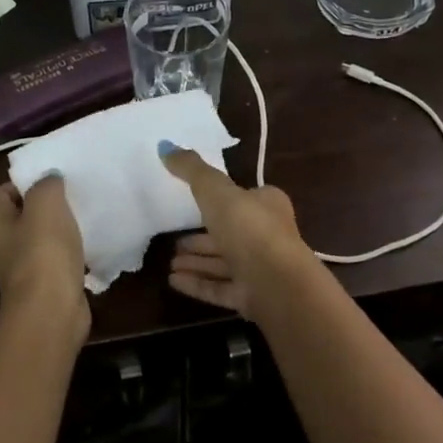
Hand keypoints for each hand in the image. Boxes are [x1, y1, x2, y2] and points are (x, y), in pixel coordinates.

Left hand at [0, 176, 88, 343]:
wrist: (52, 310)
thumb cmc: (43, 251)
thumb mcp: (46, 203)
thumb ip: (46, 183)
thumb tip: (49, 177)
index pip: (2, 191)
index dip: (25, 181)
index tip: (53, 177)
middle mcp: (0, 244)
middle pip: (22, 214)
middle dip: (46, 203)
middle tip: (73, 193)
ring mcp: (21, 267)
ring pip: (41, 237)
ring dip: (60, 228)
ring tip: (84, 215)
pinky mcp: (44, 284)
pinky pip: (57, 259)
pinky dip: (71, 251)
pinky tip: (89, 244)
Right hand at [160, 145, 311, 320]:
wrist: (276, 282)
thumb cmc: (249, 227)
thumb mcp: (215, 190)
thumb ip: (192, 170)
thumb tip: (165, 146)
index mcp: (267, 205)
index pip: (244, 198)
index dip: (221, 200)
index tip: (194, 203)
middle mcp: (267, 236)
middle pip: (230, 233)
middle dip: (202, 236)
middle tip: (174, 239)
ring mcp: (261, 269)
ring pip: (224, 263)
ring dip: (197, 261)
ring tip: (169, 261)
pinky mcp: (252, 297)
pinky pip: (220, 287)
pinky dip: (198, 282)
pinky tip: (173, 281)